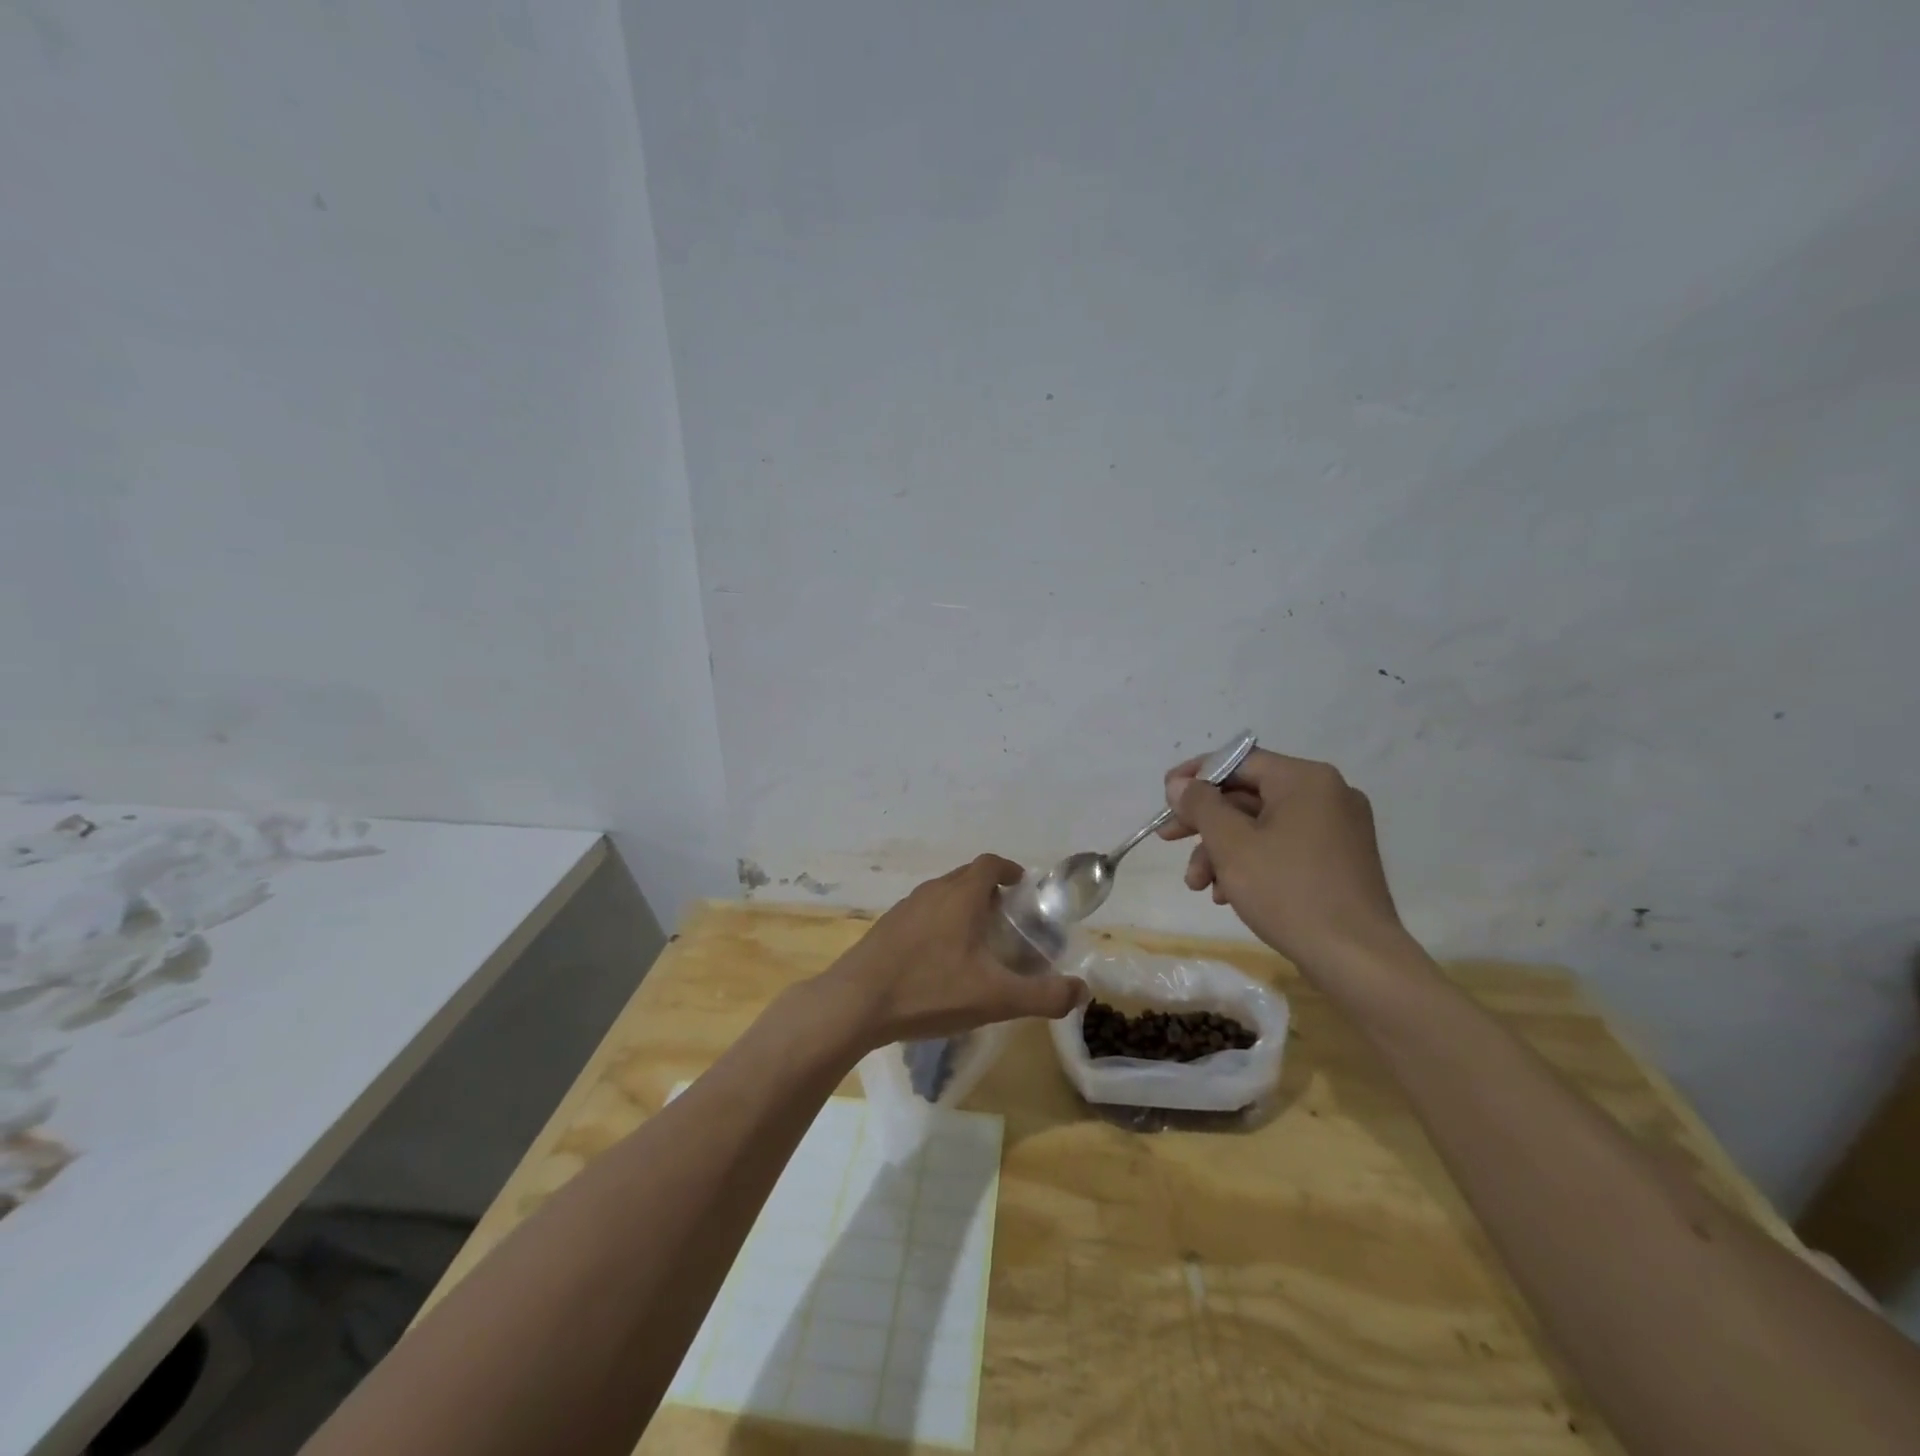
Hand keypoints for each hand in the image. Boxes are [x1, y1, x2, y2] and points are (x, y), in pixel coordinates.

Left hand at [815, 854, 1086, 1049]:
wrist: (855, 1003)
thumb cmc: (929, 990)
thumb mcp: (995, 998)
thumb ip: (1043, 995)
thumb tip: (1082, 992)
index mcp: (961, 895)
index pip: (989, 864)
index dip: (1008, 869)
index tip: (1022, 886)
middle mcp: (933, 891)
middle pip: (966, 878)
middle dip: (989, 891)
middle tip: (1007, 920)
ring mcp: (905, 908)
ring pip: (942, 895)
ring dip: (962, 907)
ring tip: (977, 941)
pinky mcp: (886, 927)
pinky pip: (922, 914)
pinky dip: (939, 923)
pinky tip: (940, 960)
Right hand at [1159, 749, 1406, 973]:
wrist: (1357, 959)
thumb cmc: (1288, 891)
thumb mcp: (1231, 845)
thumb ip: (1201, 806)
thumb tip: (1181, 785)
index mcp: (1306, 780)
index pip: (1239, 761)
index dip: (1196, 775)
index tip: (1166, 796)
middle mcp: (1327, 795)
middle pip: (1248, 795)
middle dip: (1205, 823)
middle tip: (1168, 838)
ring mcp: (1338, 829)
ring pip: (1263, 826)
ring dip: (1223, 850)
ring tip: (1198, 885)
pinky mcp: (1340, 861)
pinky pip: (1284, 847)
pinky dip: (1252, 863)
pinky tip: (1227, 894)